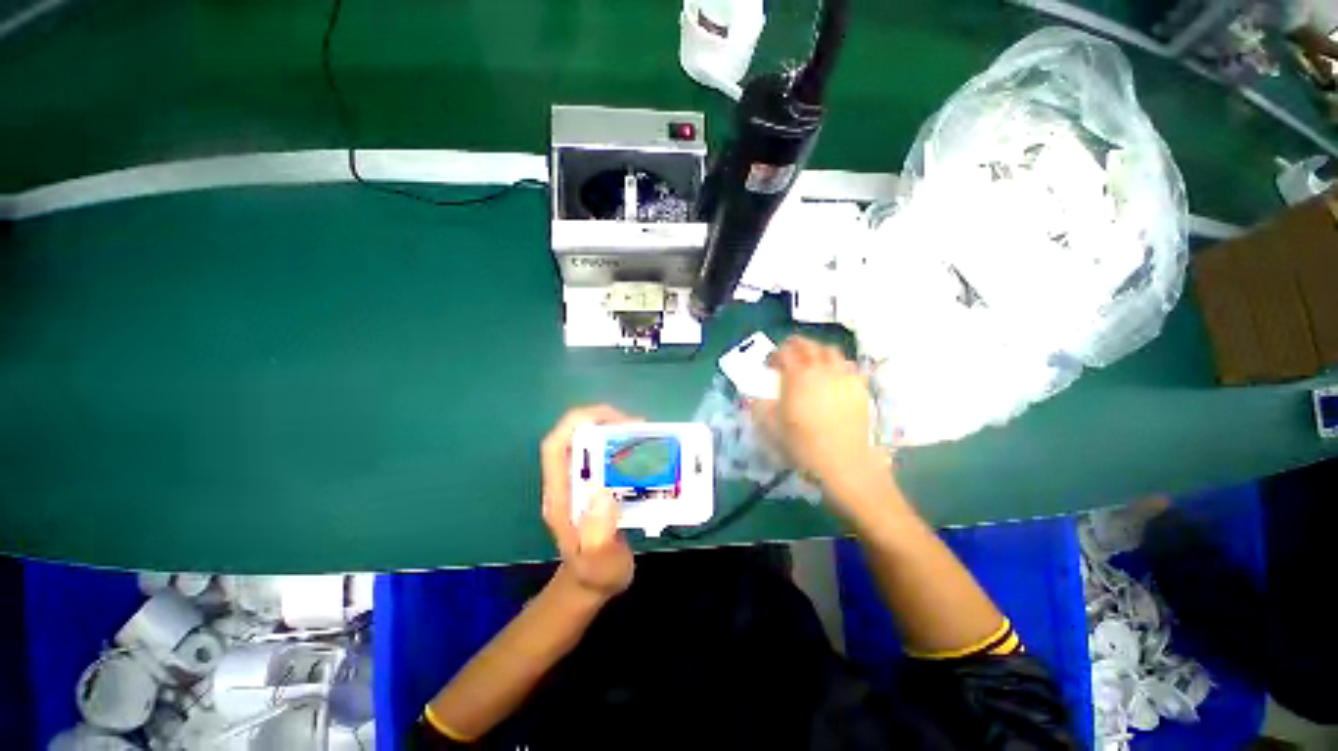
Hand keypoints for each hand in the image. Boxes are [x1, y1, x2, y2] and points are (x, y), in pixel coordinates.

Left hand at [540, 406, 636, 599]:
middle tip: (638, 427)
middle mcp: (568, 482)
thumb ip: (598, 535)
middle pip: (574, 436)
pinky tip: (644, 452)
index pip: (555, 446)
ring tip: (645, 435)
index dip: (577, 424)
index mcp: (561, 495)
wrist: (594, 584)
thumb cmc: (595, 573)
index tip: (612, 420)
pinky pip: (606, 455)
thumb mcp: (598, 561)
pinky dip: (623, 446)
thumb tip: (601, 493)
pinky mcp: (597, 484)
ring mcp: (581, 482)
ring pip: (591, 443)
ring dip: (615, 432)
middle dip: (603, 422)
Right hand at [750, 336, 884, 490]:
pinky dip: (838, 364)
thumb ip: (762, 408)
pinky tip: (834, 376)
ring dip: (817, 351)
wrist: (844, 462)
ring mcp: (844, 376)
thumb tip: (757, 399)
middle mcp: (821, 370)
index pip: (784, 353)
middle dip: (795, 345)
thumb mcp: (773, 428)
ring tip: (811, 361)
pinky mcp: (860, 387)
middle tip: (787, 352)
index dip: (774, 355)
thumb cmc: (804, 445)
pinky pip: (849, 366)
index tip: (768, 364)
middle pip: (808, 345)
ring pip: (831, 351)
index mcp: (797, 376)